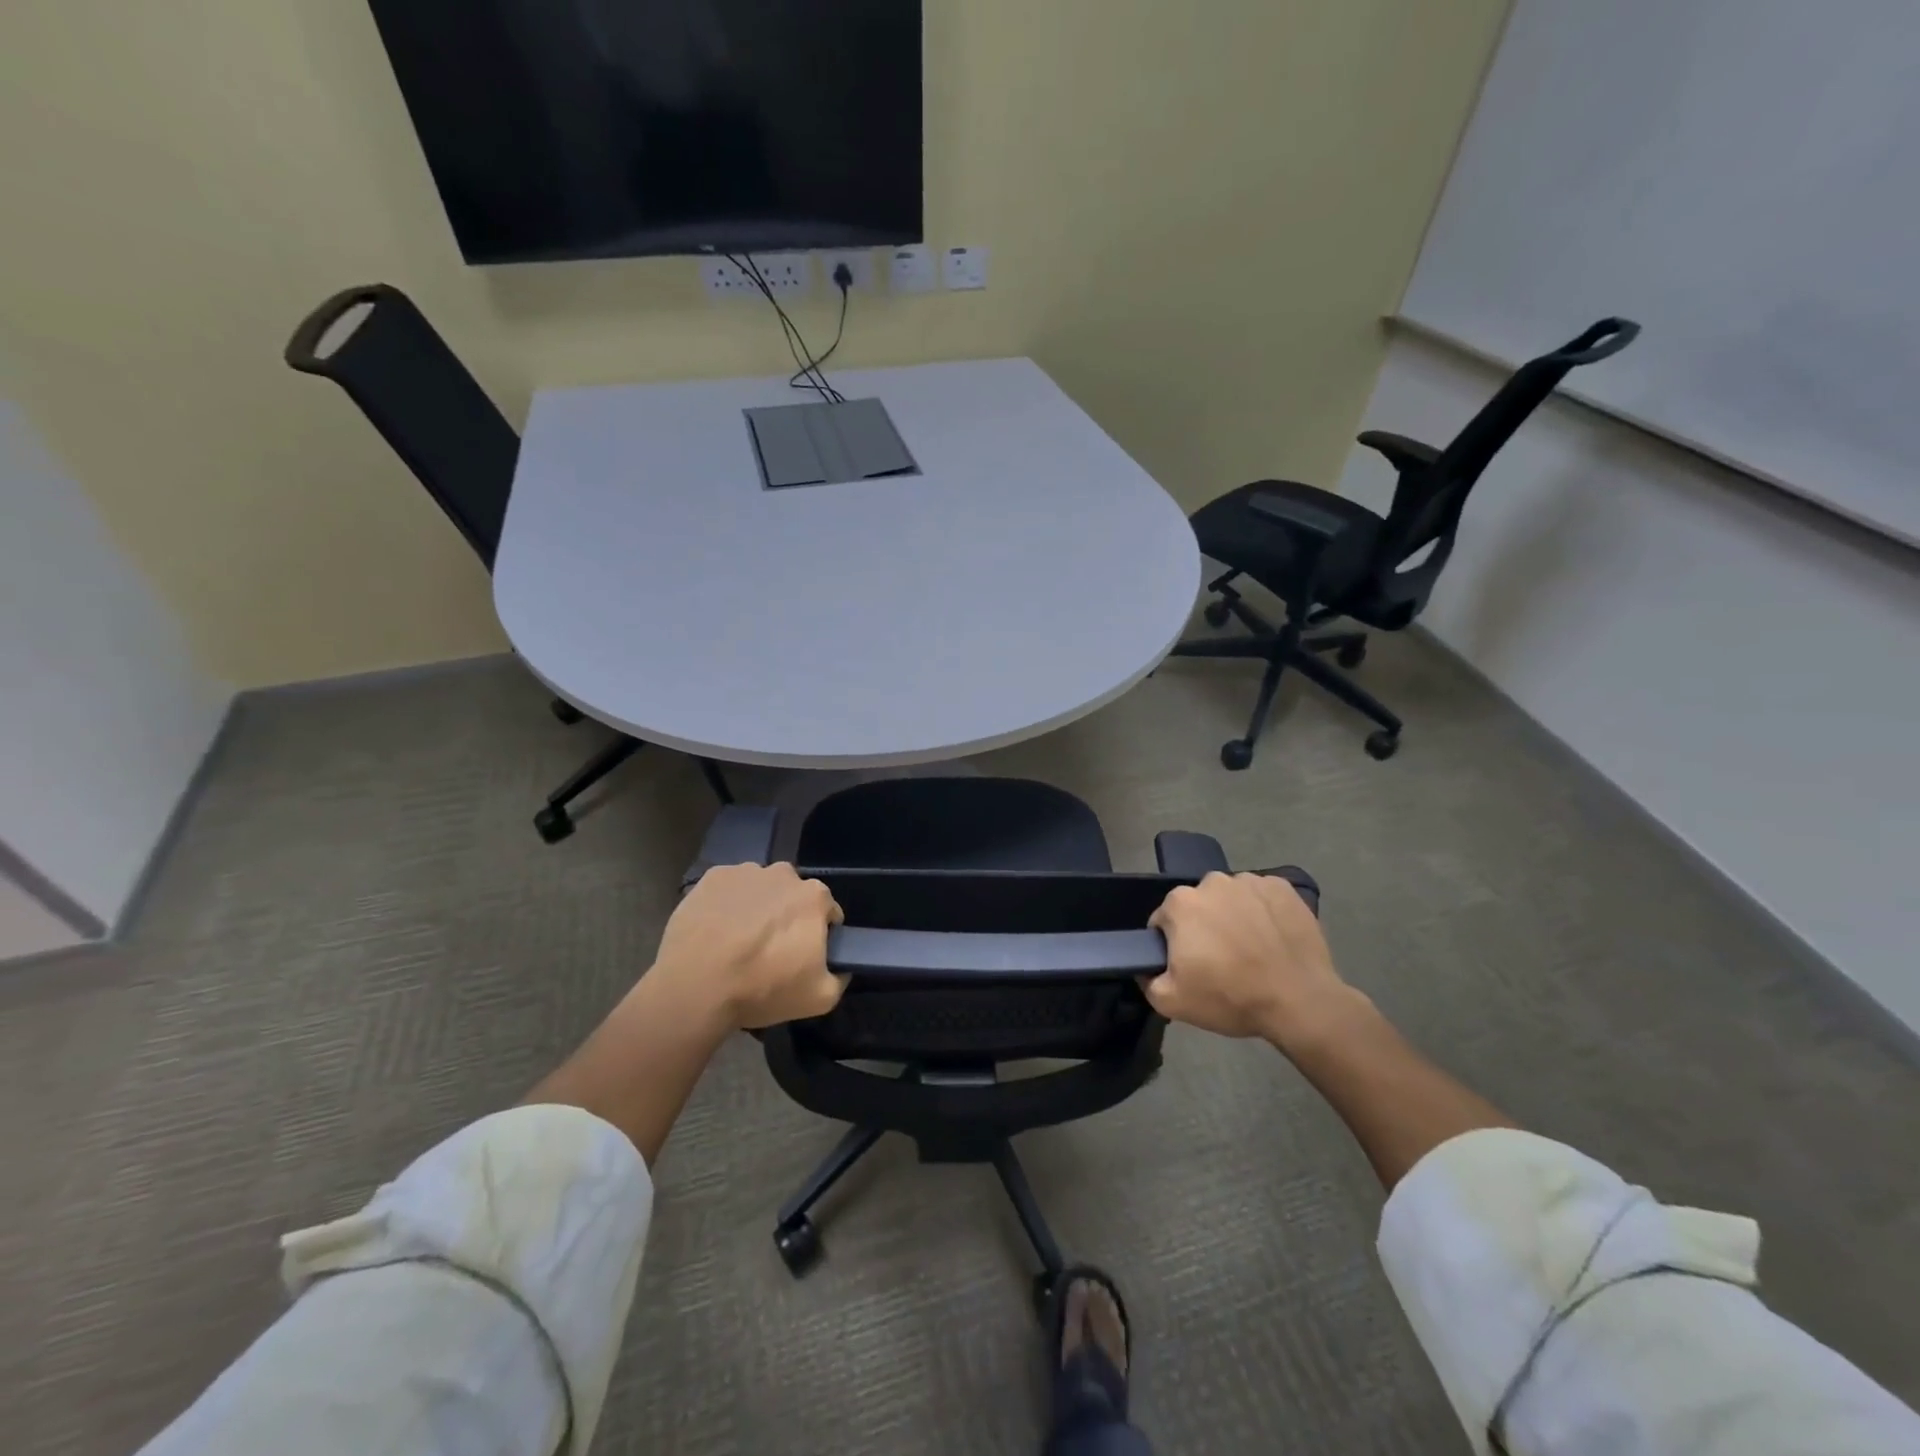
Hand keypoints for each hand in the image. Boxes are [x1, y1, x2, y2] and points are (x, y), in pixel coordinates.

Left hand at [648, 862, 846, 1030]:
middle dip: (787, 917)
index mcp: (814, 896)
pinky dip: (727, 905)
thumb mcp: (819, 998)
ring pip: (760, 889)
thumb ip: (840, 978)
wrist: (695, 987)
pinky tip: (716, 931)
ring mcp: (745, 872)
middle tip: (770, 951)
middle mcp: (784, 874)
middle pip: (793, 896)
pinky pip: (729, 889)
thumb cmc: (762, 988)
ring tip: (738, 942)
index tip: (803, 956)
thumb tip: (841, 968)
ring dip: (757, 908)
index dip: (819, 935)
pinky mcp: (712, 877)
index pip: (828, 912)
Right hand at [1145, 872, 1361, 1049]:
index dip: (1173, 945)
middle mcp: (1212, 882)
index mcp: (1180, 903)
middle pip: (1198, 905)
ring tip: (1251, 950)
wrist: (1300, 1001)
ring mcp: (1250, 881)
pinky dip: (1264, 912)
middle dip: (1203, 927)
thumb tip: (1147, 968)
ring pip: (1231, 899)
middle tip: (1221, 961)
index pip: (1164, 921)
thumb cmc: (1231, 997)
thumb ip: (1147, 980)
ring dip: (1234, 917)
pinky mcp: (1283, 888)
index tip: (1190, 966)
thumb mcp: (1172, 1002)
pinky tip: (1273, 939)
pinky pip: (1263, 897)